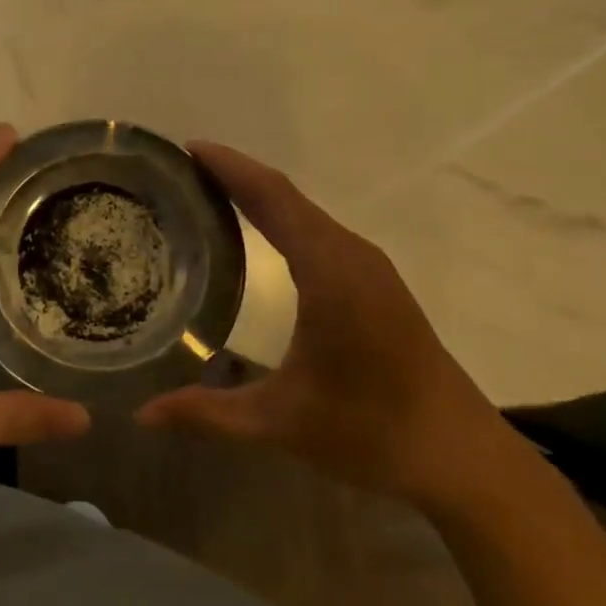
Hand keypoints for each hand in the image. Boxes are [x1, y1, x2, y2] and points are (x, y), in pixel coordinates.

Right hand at [137, 143, 520, 512]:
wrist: (460, 456)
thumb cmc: (370, 431)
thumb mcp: (279, 422)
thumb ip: (207, 414)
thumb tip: (145, 414)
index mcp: (328, 271)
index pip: (272, 197)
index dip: (229, 167)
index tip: (186, 149)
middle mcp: (349, 254)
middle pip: (285, 195)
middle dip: (234, 174)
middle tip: (179, 171)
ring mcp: (367, 265)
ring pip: (303, 211)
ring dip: (257, 194)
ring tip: (205, 192)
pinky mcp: (375, 281)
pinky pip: (317, 230)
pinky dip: (280, 217)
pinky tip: (254, 232)